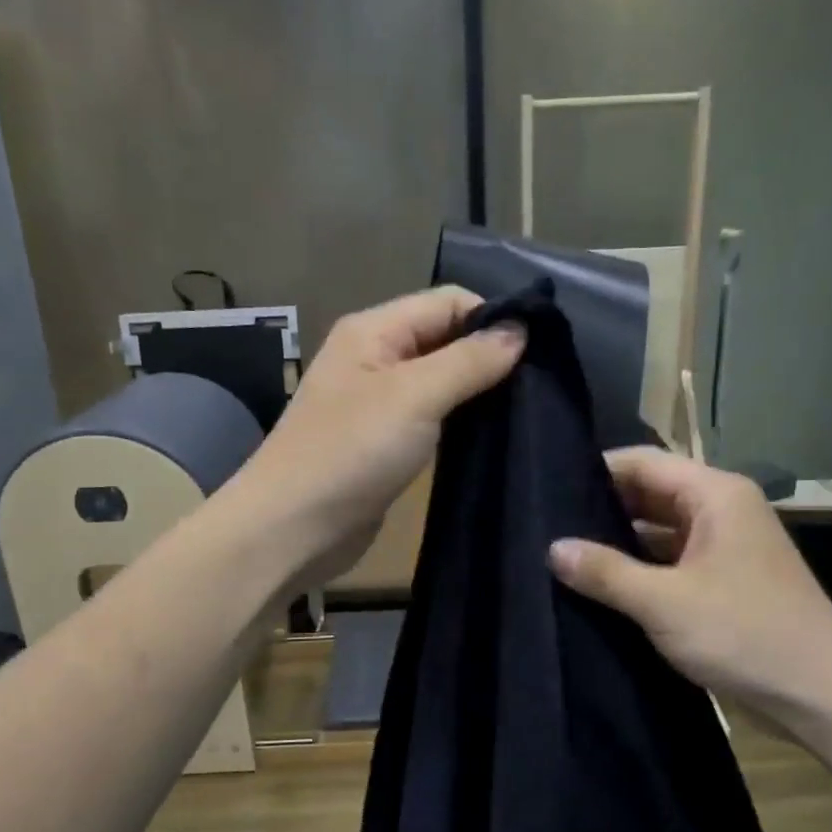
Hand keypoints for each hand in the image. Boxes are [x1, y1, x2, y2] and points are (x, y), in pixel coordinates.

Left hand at [233, 287, 524, 589]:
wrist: (292, 529)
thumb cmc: (350, 453)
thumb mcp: (414, 396)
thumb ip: (469, 360)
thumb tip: (521, 329)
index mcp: (374, 330)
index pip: (448, 302)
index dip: (492, 318)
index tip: (538, 353)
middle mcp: (375, 357)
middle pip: (445, 339)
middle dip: (489, 356)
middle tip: (538, 386)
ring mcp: (379, 403)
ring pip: (441, 381)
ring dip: (478, 392)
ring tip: (524, 410)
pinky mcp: (385, 444)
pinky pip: (432, 419)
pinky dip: (460, 422)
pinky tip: (491, 436)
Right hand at [548, 448, 831, 710]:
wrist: (822, 695)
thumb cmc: (744, 633)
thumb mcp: (664, 601)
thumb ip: (605, 572)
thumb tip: (553, 548)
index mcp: (715, 495)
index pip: (643, 462)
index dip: (596, 471)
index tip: (548, 490)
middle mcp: (721, 511)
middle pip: (650, 494)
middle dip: (602, 509)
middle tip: (546, 525)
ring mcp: (724, 547)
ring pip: (659, 531)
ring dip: (619, 543)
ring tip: (563, 554)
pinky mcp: (723, 582)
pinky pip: (671, 561)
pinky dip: (640, 569)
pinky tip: (601, 586)